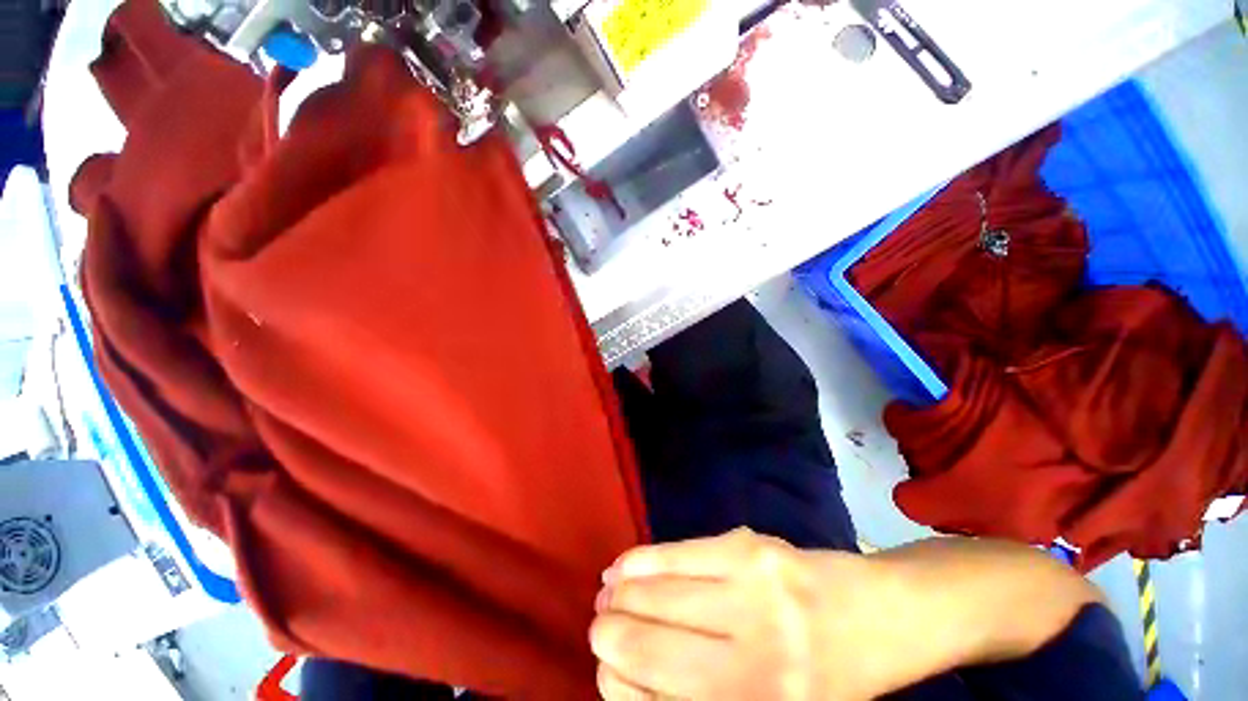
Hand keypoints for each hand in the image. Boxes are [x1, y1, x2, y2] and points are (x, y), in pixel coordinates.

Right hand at [589, 528, 891, 700]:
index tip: (606, 670)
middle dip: (606, 634)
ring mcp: (751, 597)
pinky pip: (675, 554)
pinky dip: (639, 561)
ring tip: (608, 593)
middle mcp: (752, 670)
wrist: (874, 618)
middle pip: (645, 647)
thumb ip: (689, 700)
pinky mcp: (748, 549)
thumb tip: (618, 670)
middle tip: (599, 625)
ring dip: (618, 595)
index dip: (615, 684)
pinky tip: (624, 567)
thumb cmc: (818, 682)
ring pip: (653, 595)